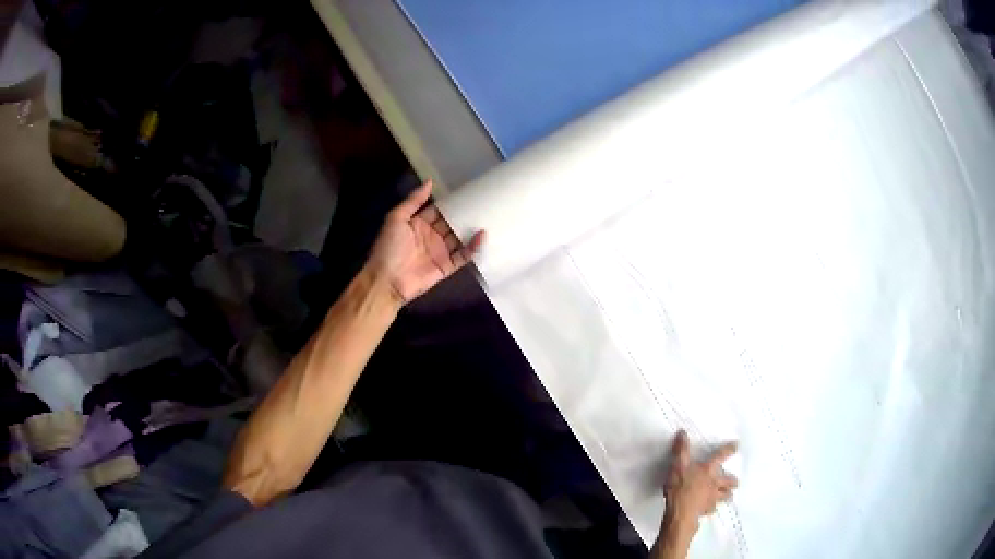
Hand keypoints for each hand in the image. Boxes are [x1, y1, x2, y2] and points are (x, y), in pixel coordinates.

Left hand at [367, 181, 483, 305]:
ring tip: (489, 216)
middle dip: (465, 214)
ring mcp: (440, 252)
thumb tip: (430, 181)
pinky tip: (482, 236)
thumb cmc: (389, 247)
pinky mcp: (446, 267)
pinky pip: (463, 256)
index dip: (451, 202)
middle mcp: (431, 236)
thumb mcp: (396, 218)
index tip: (468, 191)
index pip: (439, 210)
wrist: (386, 281)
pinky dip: (473, 247)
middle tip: (484, 201)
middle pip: (452, 223)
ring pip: (460, 238)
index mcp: (419, 224)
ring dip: (471, 229)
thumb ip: (414, 200)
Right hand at [653, 430, 738, 558]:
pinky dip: (712, 507)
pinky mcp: (707, 510)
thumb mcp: (677, 465)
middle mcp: (714, 482)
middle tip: (735, 481)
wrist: (681, 512)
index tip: (736, 445)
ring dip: (727, 494)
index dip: (729, 450)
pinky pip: (713, 508)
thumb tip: (683, 433)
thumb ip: (681, 450)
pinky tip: (710, 508)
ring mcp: (712, 497)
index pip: (721, 456)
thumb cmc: (680, 487)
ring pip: (725, 495)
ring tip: (729, 495)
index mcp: (708, 469)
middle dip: (733, 480)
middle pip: (729, 481)